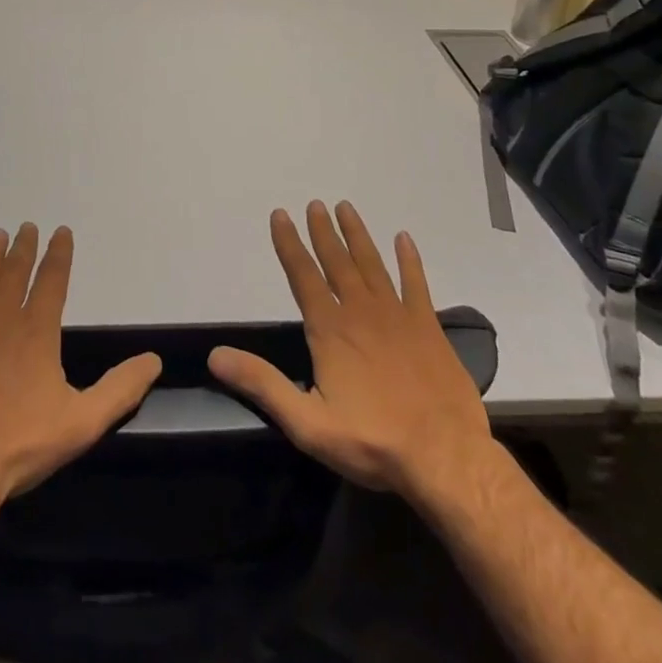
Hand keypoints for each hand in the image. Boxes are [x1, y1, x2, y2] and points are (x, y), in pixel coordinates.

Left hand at [0, 223, 161, 507]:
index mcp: (36, 332)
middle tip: (26, 226)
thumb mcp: (82, 422)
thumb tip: (154, 359)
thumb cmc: (19, 445)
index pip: (52, 281)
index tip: (61, 231)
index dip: (59, 254)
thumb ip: (120, 389)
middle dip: (23, 248)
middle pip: (14, 273)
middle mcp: (0, 319)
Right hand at [209, 200, 494, 496]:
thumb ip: (262, 385)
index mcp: (330, 330)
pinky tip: (404, 239)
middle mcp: (361, 312)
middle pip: (337, 262)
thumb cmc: (372, 441)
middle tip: (315, 204)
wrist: (446, 458)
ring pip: (372, 264)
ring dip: (357, 235)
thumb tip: (215, 355)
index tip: (280, 215)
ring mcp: (398, 316)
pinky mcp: (428, 327)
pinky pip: (416, 283)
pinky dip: (409, 260)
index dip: (288, 244)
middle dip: (323, 231)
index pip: (302, 276)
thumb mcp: (307, 423)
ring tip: (346, 208)